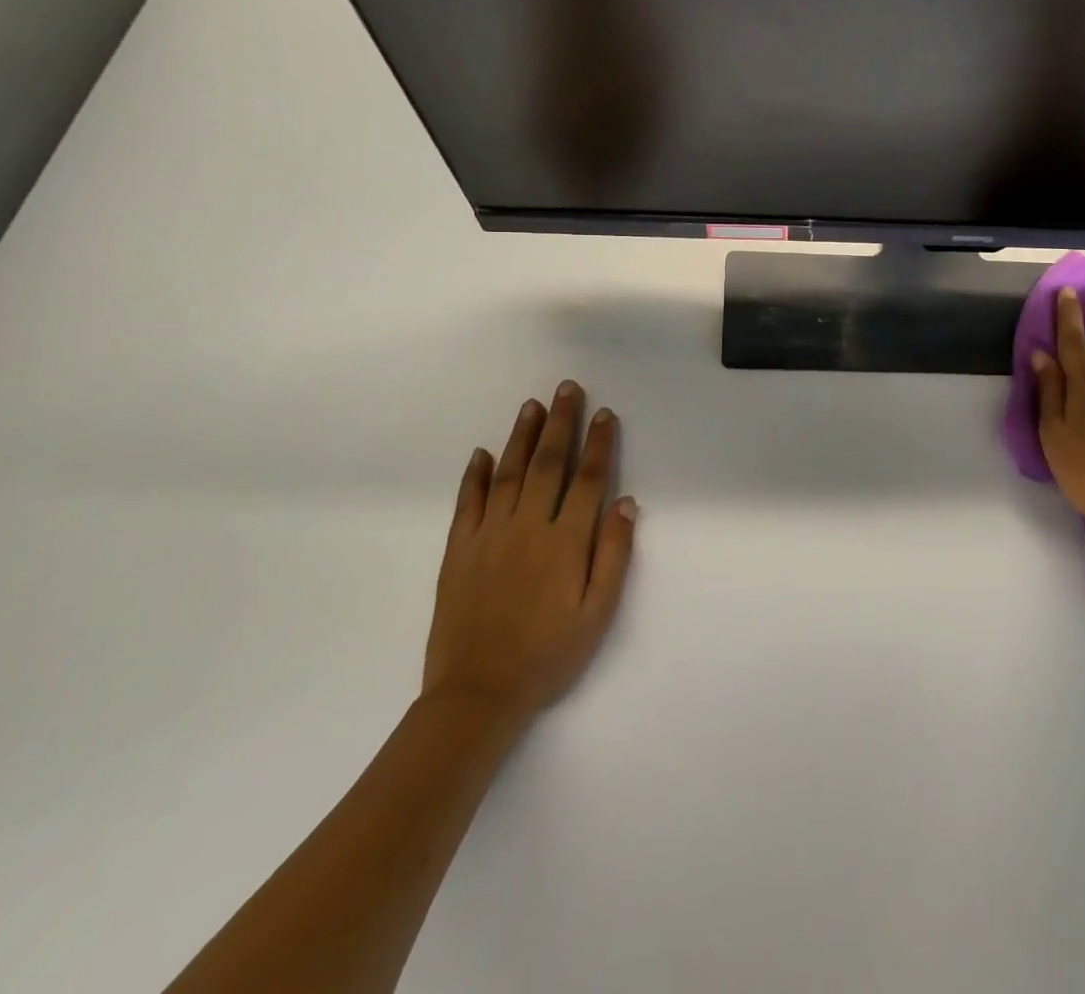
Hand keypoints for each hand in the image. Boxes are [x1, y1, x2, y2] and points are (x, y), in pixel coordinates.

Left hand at [422, 381, 637, 722]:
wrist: (477, 695)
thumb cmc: (548, 655)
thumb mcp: (598, 613)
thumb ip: (613, 554)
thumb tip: (626, 502)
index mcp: (565, 541)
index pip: (588, 479)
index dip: (599, 444)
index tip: (606, 414)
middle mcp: (528, 526)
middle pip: (548, 463)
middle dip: (561, 423)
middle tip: (568, 388)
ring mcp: (488, 535)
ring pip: (507, 473)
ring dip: (522, 436)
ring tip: (533, 405)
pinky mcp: (458, 551)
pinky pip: (467, 503)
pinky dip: (473, 475)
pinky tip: (480, 453)